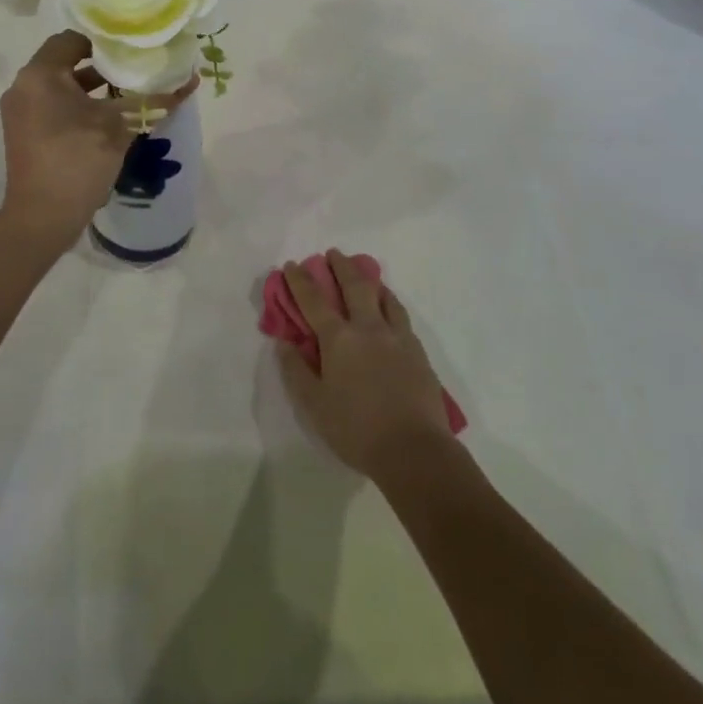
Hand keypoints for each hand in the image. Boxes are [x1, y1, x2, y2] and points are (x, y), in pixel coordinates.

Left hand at [0, 31, 196, 242]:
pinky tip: (109, 119)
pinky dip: (78, 107)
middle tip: (136, 69)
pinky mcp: (25, 134)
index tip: (132, 50)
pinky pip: (54, 107)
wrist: (42, 218)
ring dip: (92, 88)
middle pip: (66, 62)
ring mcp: (21, 112)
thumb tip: (189, 80)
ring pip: (61, 87)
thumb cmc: (78, 161)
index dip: (104, 41)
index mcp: (40, 75)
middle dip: (102, 66)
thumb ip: (153, 100)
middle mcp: (24, 87)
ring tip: (129, 94)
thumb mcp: (120, 127)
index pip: (72, 39)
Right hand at [276, 250, 455, 480]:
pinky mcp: (418, 351)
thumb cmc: (356, 429)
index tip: (292, 265)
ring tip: (366, 275)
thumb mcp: (314, 405)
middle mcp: (368, 328)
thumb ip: (296, 370)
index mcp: (339, 339)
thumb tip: (284, 342)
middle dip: (341, 266)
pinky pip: (401, 315)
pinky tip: (390, 309)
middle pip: (354, 286)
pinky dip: (391, 303)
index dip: (300, 281)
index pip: (313, 300)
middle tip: (333, 253)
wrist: (414, 450)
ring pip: (384, 296)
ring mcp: (397, 337)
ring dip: (371, 280)